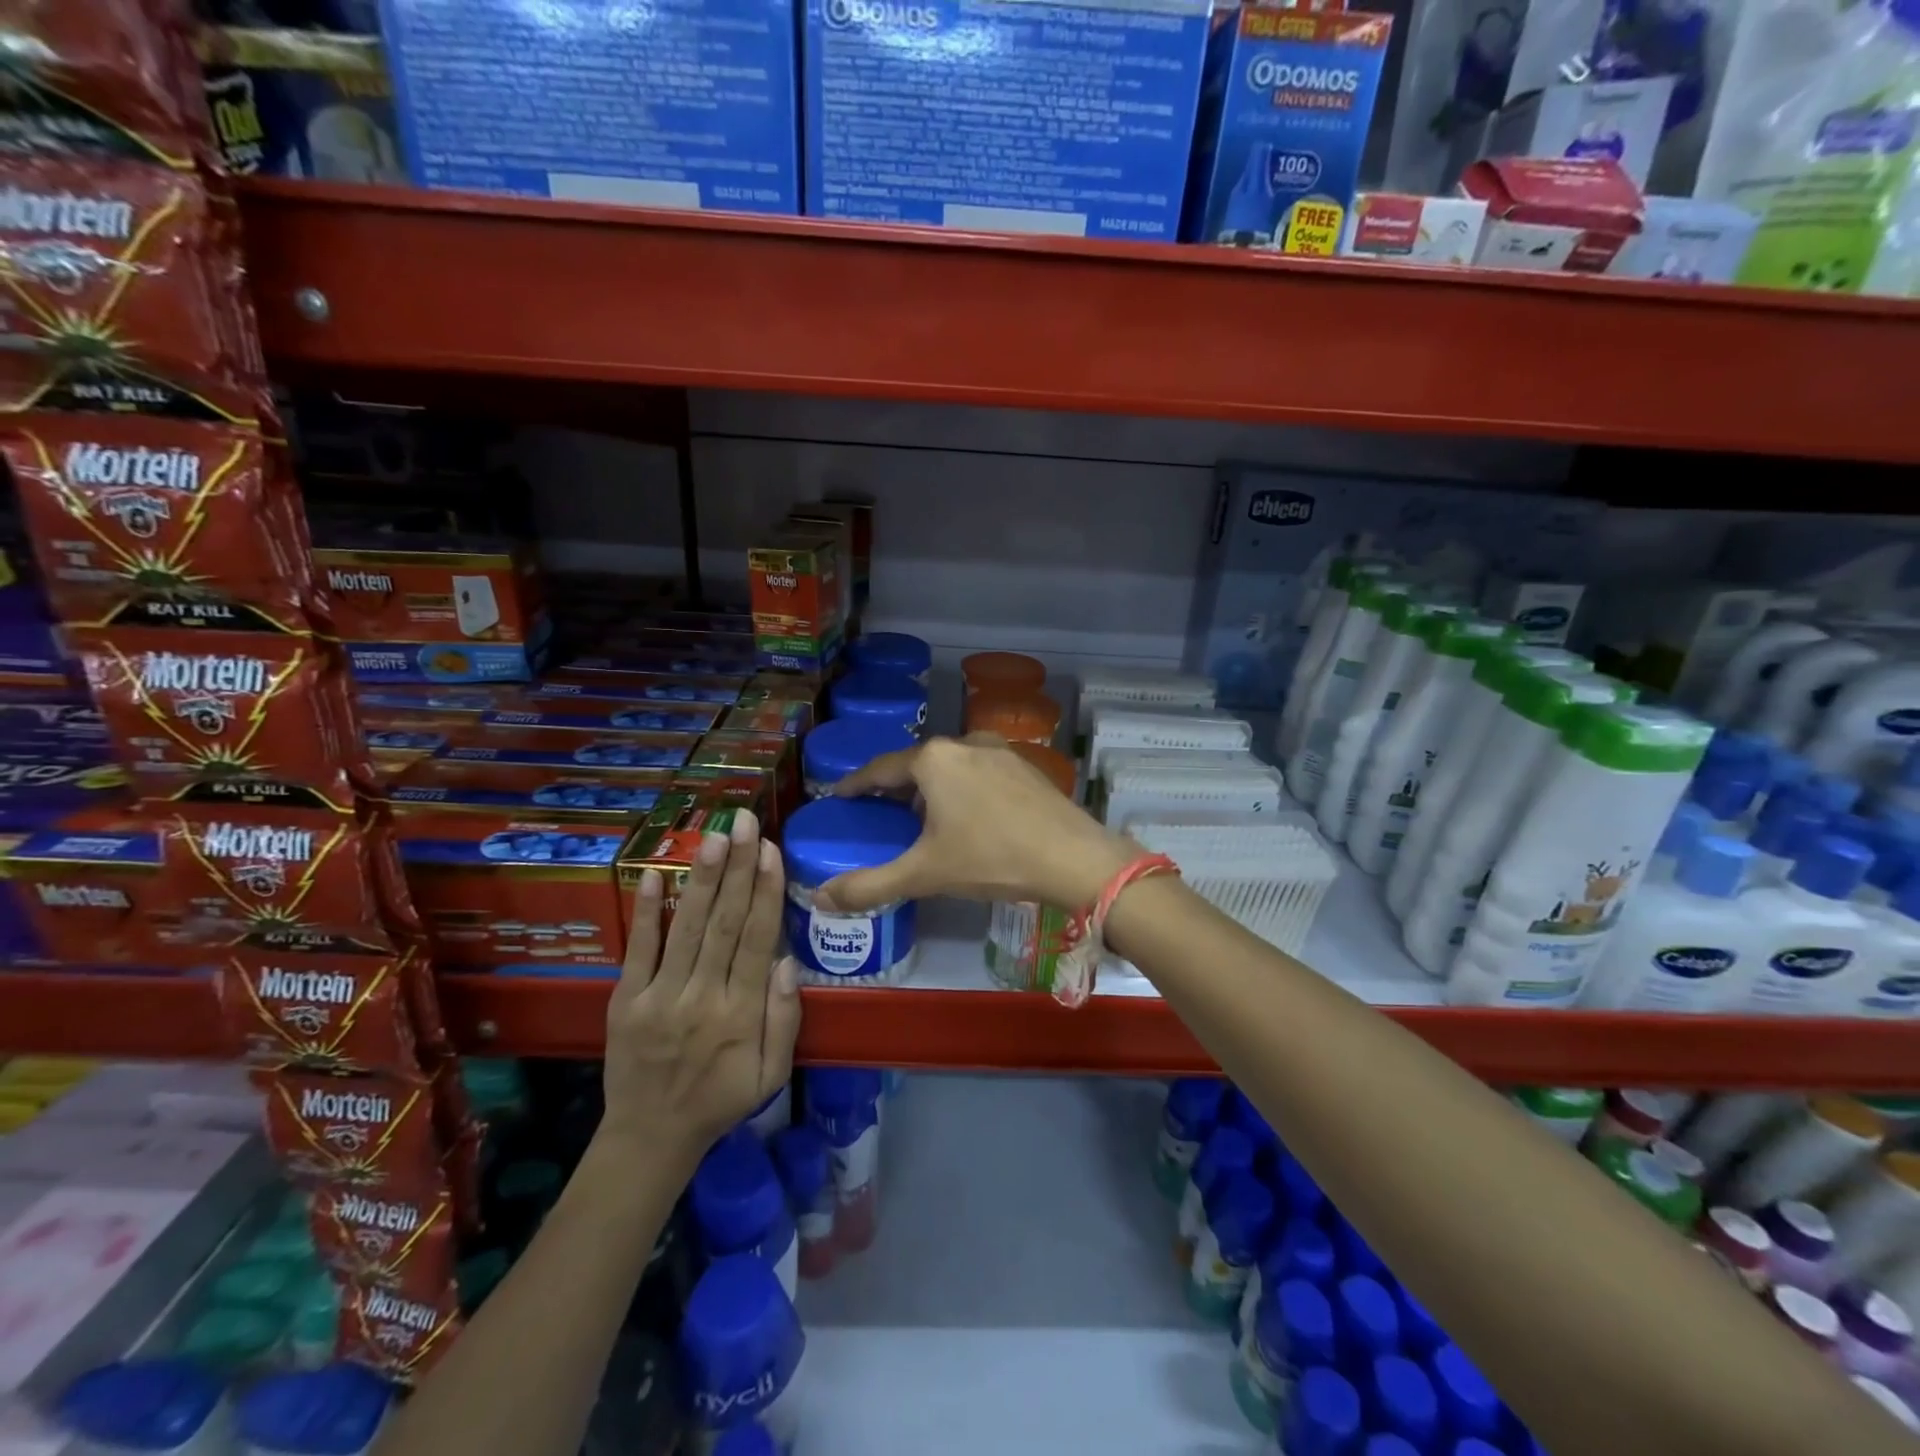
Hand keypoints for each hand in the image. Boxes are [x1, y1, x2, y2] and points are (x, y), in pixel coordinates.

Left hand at [600, 810, 799, 1170]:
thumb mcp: (771, 1074)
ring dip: (701, 878)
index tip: (770, 850)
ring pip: (686, 928)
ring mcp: (659, 996)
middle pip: (724, 923)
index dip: (765, 892)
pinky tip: (652, 874)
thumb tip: (787, 961)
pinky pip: (638, 950)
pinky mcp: (625, 1000)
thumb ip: (784, 1019)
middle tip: (744, 822)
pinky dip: (646, 912)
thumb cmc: (720, 1100)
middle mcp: (702, 997)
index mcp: (741, 1014)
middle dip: (737, 868)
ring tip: (714, 836)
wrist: (650, 1137)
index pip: (757, 940)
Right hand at [818, 735, 1135, 912]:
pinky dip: (962, 788)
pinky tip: (968, 817)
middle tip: (881, 814)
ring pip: (950, 766)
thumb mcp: (925, 874)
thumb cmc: (992, 859)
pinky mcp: (1025, 765)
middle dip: (896, 788)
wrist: (1074, 858)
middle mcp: (964, 743)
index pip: (880, 768)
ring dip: (931, 788)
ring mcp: (999, 751)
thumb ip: (870, 885)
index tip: (840, 796)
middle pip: (916, 764)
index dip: (856, 785)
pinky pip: (979, 771)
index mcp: (933, 760)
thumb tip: (819, 898)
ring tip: (923, 820)